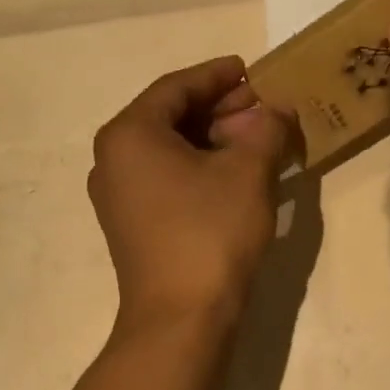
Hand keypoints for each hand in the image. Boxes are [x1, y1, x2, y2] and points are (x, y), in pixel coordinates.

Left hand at [88, 56, 291, 328]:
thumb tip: (277, 110)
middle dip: (218, 109)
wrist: (181, 319)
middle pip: (169, 117)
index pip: (176, 87)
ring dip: (212, 140)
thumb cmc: (210, 233)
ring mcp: (118, 196)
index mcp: (129, 134)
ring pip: (168, 150)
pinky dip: (199, 168)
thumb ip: (266, 129)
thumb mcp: (248, 172)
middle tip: (261, 107)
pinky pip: (165, 179)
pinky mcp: (131, 226)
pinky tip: (234, 175)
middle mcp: (112, 159)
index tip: (250, 71)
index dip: (217, 75)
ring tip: (256, 140)